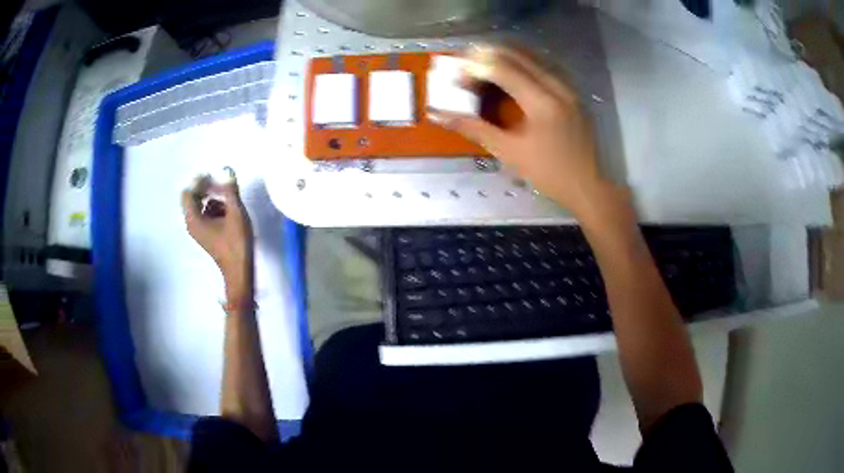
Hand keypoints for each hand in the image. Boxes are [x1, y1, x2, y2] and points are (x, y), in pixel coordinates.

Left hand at [181, 169, 252, 302]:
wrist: (240, 271)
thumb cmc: (236, 243)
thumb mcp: (236, 213)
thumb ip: (230, 190)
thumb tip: (226, 170)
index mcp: (194, 219)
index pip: (188, 192)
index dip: (199, 181)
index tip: (214, 176)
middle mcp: (192, 224)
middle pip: (193, 199)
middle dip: (207, 189)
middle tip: (223, 185)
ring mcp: (199, 231)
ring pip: (201, 207)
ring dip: (213, 199)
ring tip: (230, 199)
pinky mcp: (206, 236)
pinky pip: (206, 216)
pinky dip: (216, 210)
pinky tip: (230, 213)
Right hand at [429, 45, 608, 215]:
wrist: (588, 185)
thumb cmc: (549, 173)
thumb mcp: (509, 153)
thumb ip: (474, 128)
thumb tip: (440, 115)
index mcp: (542, 102)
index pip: (502, 68)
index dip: (475, 66)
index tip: (456, 73)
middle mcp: (557, 86)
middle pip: (517, 55)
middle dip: (487, 56)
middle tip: (466, 65)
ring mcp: (568, 87)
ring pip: (533, 56)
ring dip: (505, 55)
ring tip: (483, 64)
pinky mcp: (572, 92)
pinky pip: (545, 66)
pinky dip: (523, 62)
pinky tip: (512, 70)